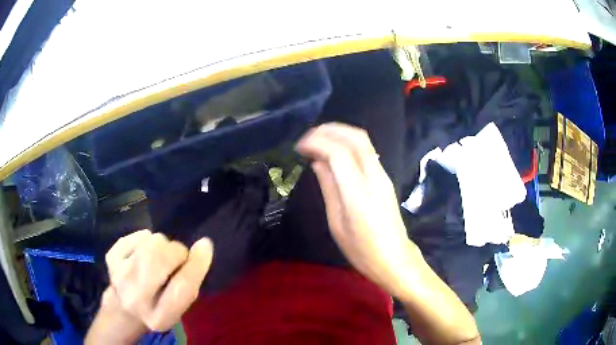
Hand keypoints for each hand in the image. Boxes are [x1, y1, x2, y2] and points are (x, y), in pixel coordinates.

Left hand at [86, 230, 212, 343]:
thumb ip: (191, 283)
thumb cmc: (159, 308)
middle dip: (177, 252)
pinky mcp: (111, 256)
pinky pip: (140, 235)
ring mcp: (119, 274)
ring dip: (162, 246)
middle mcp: (135, 297)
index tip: (205, 245)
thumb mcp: (180, 307)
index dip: (197, 264)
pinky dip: (147, 240)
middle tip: (177, 259)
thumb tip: (202, 246)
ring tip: (158, 259)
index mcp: (159, 317)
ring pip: (152, 241)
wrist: (124, 308)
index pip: (182, 287)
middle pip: (162, 258)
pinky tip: (142, 254)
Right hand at [296, 123, 418, 297]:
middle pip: (356, 138)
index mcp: (359, 192)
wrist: (394, 259)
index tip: (299, 146)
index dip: (317, 143)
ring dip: (340, 134)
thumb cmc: (362, 250)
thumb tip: (318, 163)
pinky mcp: (385, 179)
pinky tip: (334, 152)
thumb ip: (329, 188)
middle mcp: (374, 177)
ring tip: (318, 140)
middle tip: (309, 136)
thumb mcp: (337, 224)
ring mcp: (383, 176)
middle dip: (331, 130)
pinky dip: (348, 144)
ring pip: (364, 142)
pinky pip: (367, 152)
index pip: (338, 153)